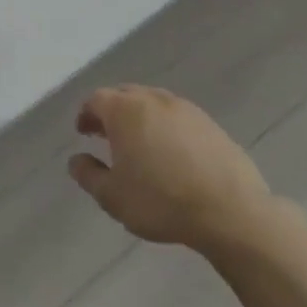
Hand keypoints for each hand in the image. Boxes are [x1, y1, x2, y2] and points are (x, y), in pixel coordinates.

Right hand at [69, 85, 275, 252]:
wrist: (229, 210)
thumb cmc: (161, 201)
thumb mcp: (112, 196)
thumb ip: (88, 175)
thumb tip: (76, 160)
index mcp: (125, 111)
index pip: (96, 99)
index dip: (86, 114)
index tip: (83, 132)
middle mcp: (154, 100)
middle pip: (125, 95)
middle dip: (111, 112)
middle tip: (106, 135)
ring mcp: (186, 109)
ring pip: (153, 104)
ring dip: (139, 118)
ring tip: (138, 145)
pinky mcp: (210, 124)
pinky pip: (177, 117)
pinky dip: (165, 127)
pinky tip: (170, 154)